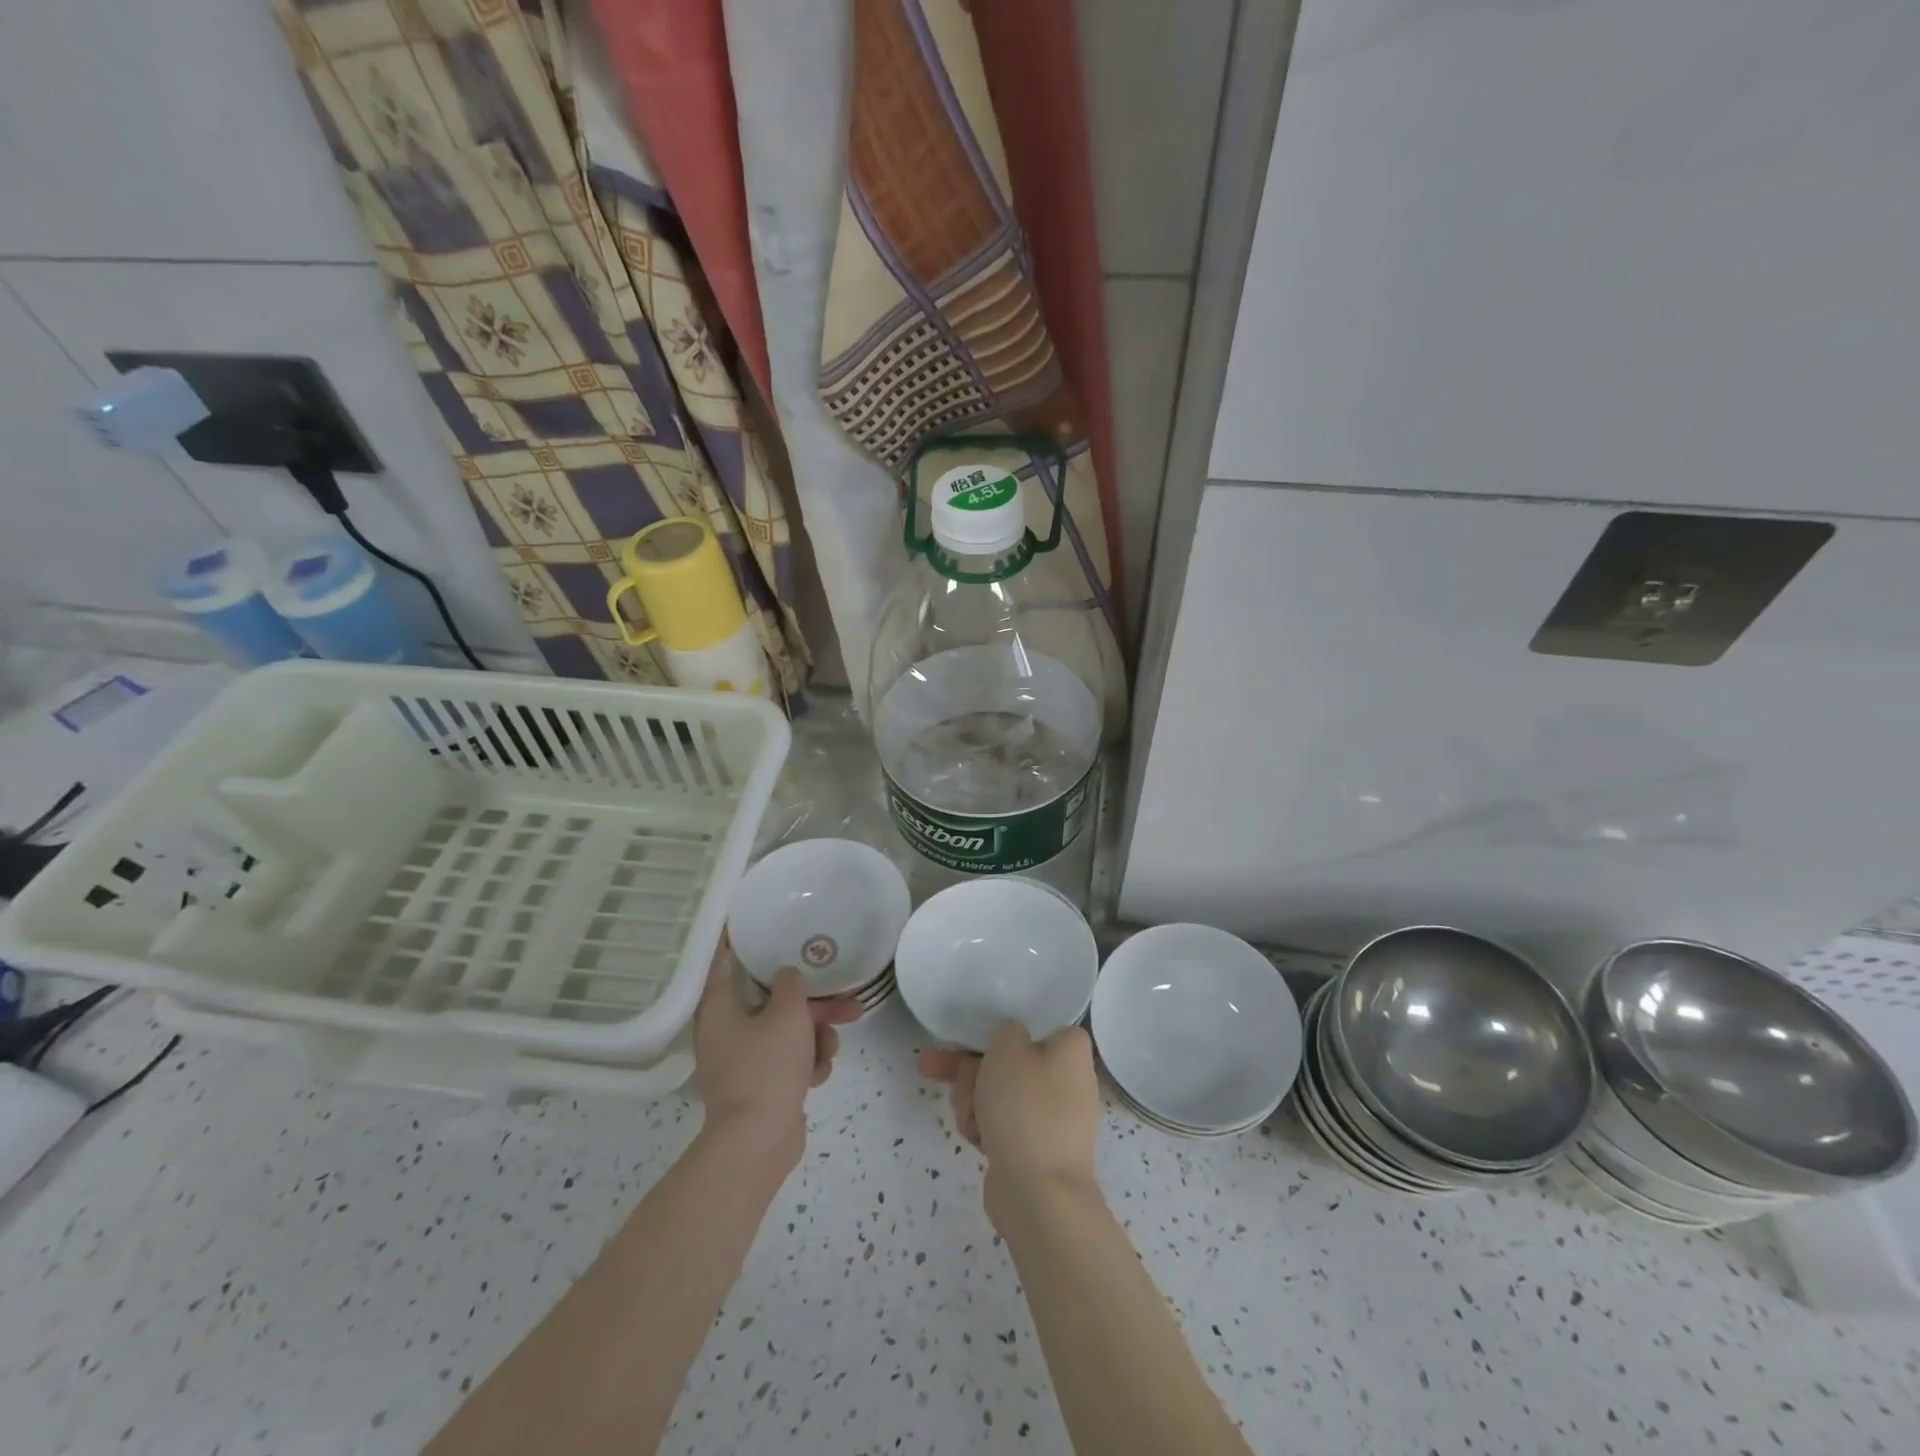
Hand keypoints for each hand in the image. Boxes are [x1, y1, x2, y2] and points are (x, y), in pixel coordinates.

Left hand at [694, 943, 859, 1160]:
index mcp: (719, 1007)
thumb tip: (787, 976)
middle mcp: (726, 1029)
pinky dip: (807, 1063)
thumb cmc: (766, 1068)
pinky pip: (789, 1059)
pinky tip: (818, 1075)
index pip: (724, 959)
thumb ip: (791, 984)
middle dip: (813, 1004)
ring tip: (830, 1051)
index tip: (755, 919)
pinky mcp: (761, 1084)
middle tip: (848, 1001)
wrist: (758, 1143)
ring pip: (788, 1030)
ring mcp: (743, 1059)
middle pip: (773, 1000)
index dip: (739, 938)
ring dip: (815, 1037)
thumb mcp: (787, 1014)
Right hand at [917, 1022, 1100, 1221]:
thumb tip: (1012, 1043)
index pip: (1032, 1026)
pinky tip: (974, 1137)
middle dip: (969, 1070)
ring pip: (999, 1094)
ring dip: (972, 1099)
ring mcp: (1053, 1118)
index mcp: (1071, 1049)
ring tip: (966, 1115)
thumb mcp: (1008, 1047)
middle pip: (1007, 1062)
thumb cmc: (1025, 1107)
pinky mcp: (1036, 1149)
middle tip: (935, 1069)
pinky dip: (985, 1128)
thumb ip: (1006, 1031)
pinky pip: (1003, 1126)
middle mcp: (1068, 1080)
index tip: (969, 1039)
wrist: (1038, 1194)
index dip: (997, 1033)